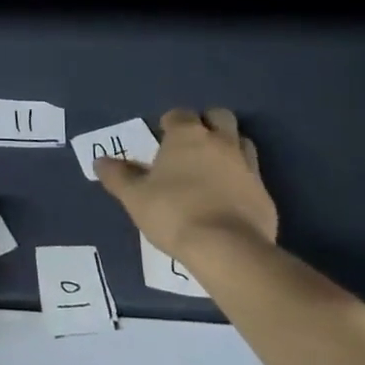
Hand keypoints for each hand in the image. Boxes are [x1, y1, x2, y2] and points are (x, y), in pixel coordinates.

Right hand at [94, 108, 276, 260]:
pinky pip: (253, 176)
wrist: (227, 249)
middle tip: (193, 146)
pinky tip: (230, 199)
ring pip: (242, 142)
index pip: (180, 114)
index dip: (171, 123)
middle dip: (208, 124)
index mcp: (188, 135)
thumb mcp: (135, 197)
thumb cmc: (174, 213)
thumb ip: (118, 176)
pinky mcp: (264, 194)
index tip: (163, 138)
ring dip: (230, 147)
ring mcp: (247, 167)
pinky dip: (242, 180)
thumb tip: (100, 161)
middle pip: (220, 117)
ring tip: (214, 168)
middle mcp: (220, 142)